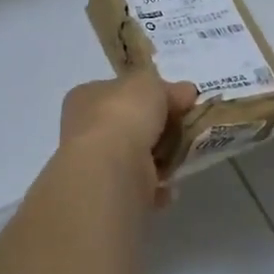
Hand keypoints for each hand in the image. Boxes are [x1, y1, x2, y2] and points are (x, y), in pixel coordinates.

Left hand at [59, 70, 199, 207]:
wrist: (112, 169)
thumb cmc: (123, 114)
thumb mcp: (147, 82)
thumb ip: (164, 85)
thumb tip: (184, 92)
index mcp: (86, 97)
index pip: (121, 90)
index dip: (152, 92)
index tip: (182, 98)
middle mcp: (85, 129)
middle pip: (131, 122)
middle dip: (160, 125)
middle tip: (188, 124)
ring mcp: (97, 162)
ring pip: (137, 154)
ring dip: (162, 155)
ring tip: (185, 153)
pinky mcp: (111, 191)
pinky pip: (141, 183)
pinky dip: (158, 184)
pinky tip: (172, 182)